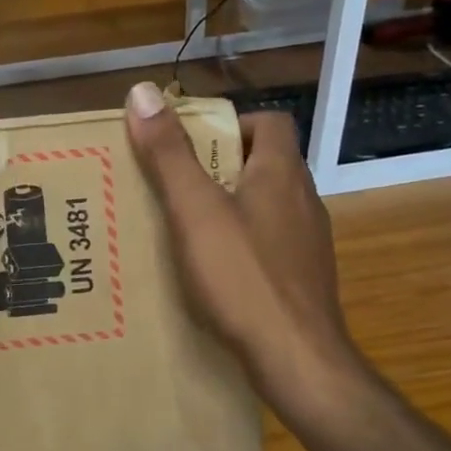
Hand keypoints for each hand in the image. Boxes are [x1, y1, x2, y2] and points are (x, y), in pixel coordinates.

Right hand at [123, 81, 361, 405]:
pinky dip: (241, 245)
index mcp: (281, 173)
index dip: (230, 123)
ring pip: (265, 207)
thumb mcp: (194, 210)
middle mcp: (303, 200)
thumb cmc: (242, 276)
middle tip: (173, 185)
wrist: (295, 358)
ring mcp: (308, 243)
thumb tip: (143, 92)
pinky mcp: (303, 279)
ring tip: (183, 228)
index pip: (269, 122)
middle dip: (219, 168)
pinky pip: (269, 245)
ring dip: (229, 208)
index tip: (190, 144)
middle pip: (264, 164)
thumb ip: (169, 154)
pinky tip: (211, 271)